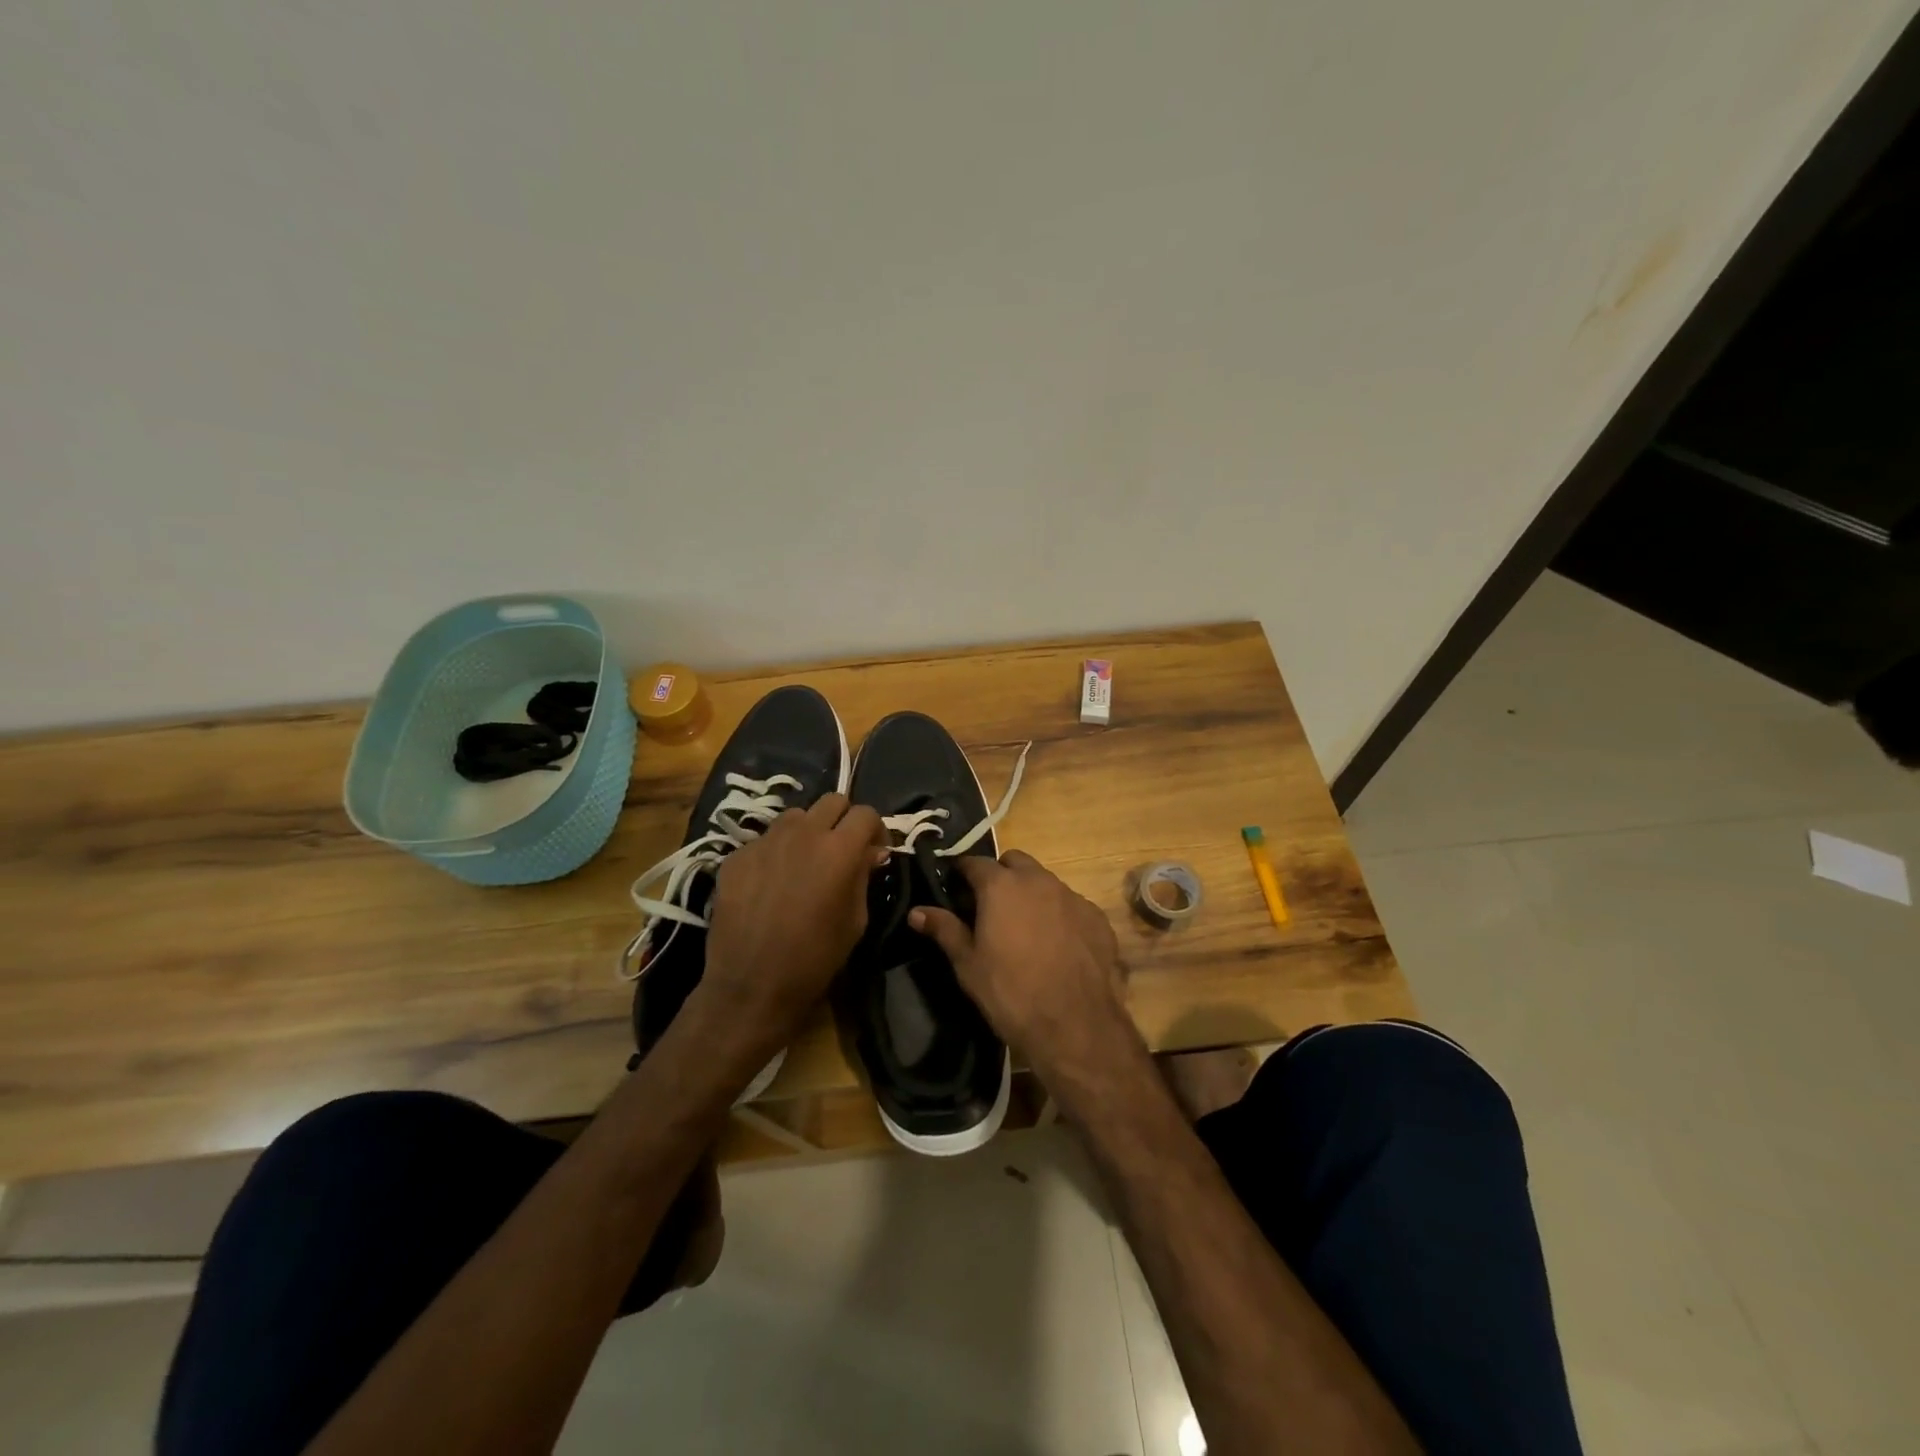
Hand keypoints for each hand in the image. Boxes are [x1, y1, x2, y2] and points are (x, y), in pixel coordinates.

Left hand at [689, 794, 887, 1076]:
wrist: (751, 985)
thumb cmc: (815, 958)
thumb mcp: (855, 920)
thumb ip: (863, 877)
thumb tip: (871, 853)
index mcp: (839, 849)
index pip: (866, 813)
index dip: (875, 829)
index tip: (874, 850)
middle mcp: (803, 833)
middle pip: (832, 801)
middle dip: (843, 819)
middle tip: (842, 849)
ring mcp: (765, 841)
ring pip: (795, 816)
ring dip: (807, 831)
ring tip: (804, 862)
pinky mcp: (737, 856)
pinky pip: (764, 841)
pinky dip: (775, 853)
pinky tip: (771, 884)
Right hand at [909, 851, 1139, 1090]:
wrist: (1075, 1024)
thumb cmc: (1010, 992)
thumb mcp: (968, 964)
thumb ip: (944, 929)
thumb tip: (916, 911)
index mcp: (1002, 886)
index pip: (974, 862)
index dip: (962, 873)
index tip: (954, 888)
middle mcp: (1039, 880)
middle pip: (1014, 862)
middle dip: (1000, 875)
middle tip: (990, 906)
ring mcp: (1072, 897)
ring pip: (1045, 881)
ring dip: (1031, 894)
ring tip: (1024, 928)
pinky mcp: (1097, 917)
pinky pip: (1071, 905)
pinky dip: (1060, 915)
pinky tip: (1057, 945)